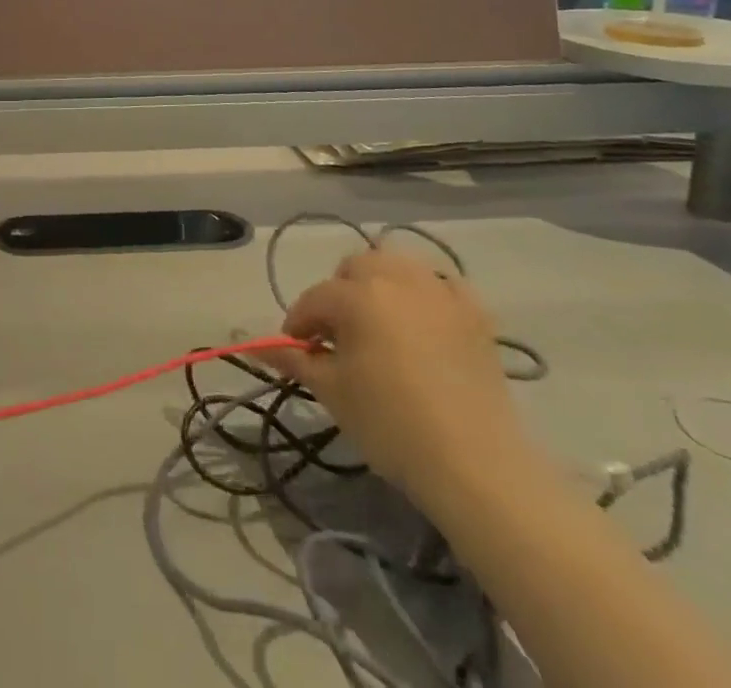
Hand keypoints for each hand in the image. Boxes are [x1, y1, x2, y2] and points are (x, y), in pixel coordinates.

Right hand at [261, 250, 531, 511]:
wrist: (475, 465)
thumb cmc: (390, 425)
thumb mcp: (332, 392)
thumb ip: (293, 359)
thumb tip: (255, 347)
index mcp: (357, 295)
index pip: (314, 300)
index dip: (299, 324)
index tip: (297, 350)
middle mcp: (397, 279)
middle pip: (356, 268)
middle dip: (339, 294)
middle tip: (339, 336)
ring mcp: (440, 293)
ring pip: (398, 264)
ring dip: (381, 283)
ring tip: (379, 322)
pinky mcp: (475, 314)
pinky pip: (445, 285)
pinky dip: (429, 294)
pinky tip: (424, 320)